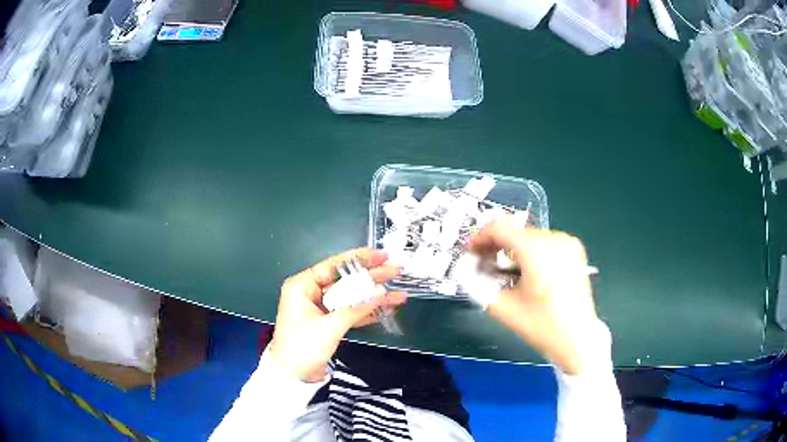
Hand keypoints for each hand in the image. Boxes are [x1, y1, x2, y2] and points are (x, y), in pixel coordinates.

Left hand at [268, 248, 406, 381]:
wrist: (292, 376)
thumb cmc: (303, 346)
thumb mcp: (330, 326)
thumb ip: (356, 308)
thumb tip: (381, 291)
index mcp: (302, 286)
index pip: (333, 266)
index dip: (359, 259)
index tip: (381, 255)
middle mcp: (311, 293)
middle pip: (345, 281)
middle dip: (371, 278)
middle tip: (396, 270)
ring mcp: (321, 309)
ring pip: (351, 298)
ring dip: (373, 298)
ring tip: (399, 294)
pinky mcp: (328, 324)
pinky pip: (350, 313)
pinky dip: (367, 312)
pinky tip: (387, 309)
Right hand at [469, 220, 602, 374]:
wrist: (578, 339)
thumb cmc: (541, 326)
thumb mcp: (503, 307)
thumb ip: (478, 284)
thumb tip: (466, 268)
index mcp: (536, 249)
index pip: (500, 228)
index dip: (479, 237)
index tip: (470, 252)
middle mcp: (554, 238)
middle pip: (515, 232)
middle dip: (495, 245)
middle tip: (483, 264)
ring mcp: (568, 242)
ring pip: (529, 237)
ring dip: (512, 249)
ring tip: (504, 270)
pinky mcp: (575, 250)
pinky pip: (544, 243)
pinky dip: (530, 252)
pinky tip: (525, 271)